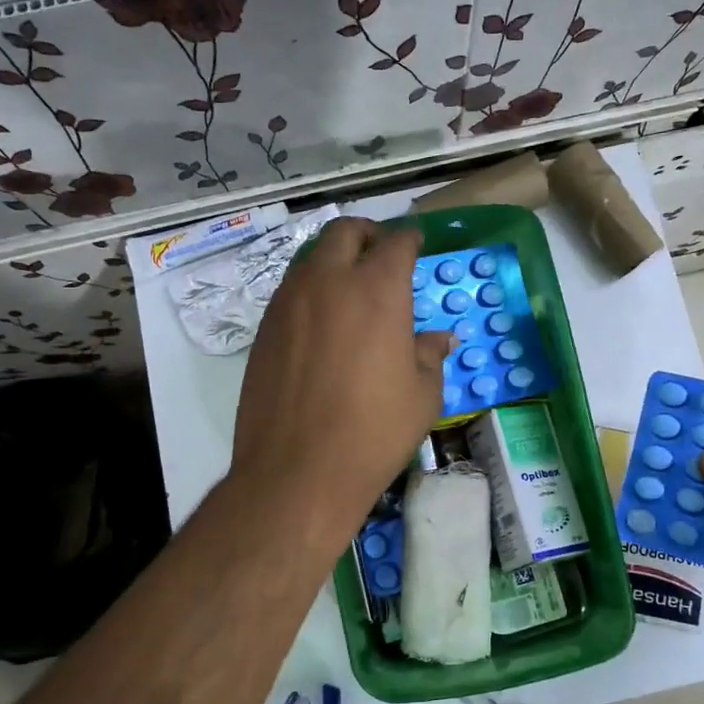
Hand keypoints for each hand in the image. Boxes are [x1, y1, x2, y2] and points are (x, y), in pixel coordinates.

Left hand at [230, 218, 452, 558]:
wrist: (297, 471)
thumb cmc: (373, 432)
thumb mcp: (422, 395)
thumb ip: (430, 355)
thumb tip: (439, 339)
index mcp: (376, 290)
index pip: (396, 243)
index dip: (409, 239)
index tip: (415, 243)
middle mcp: (328, 282)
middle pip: (344, 232)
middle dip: (366, 234)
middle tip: (380, 252)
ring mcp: (289, 302)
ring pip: (311, 257)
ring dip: (334, 260)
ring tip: (350, 287)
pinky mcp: (264, 328)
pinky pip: (291, 291)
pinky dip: (311, 290)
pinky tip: (322, 322)